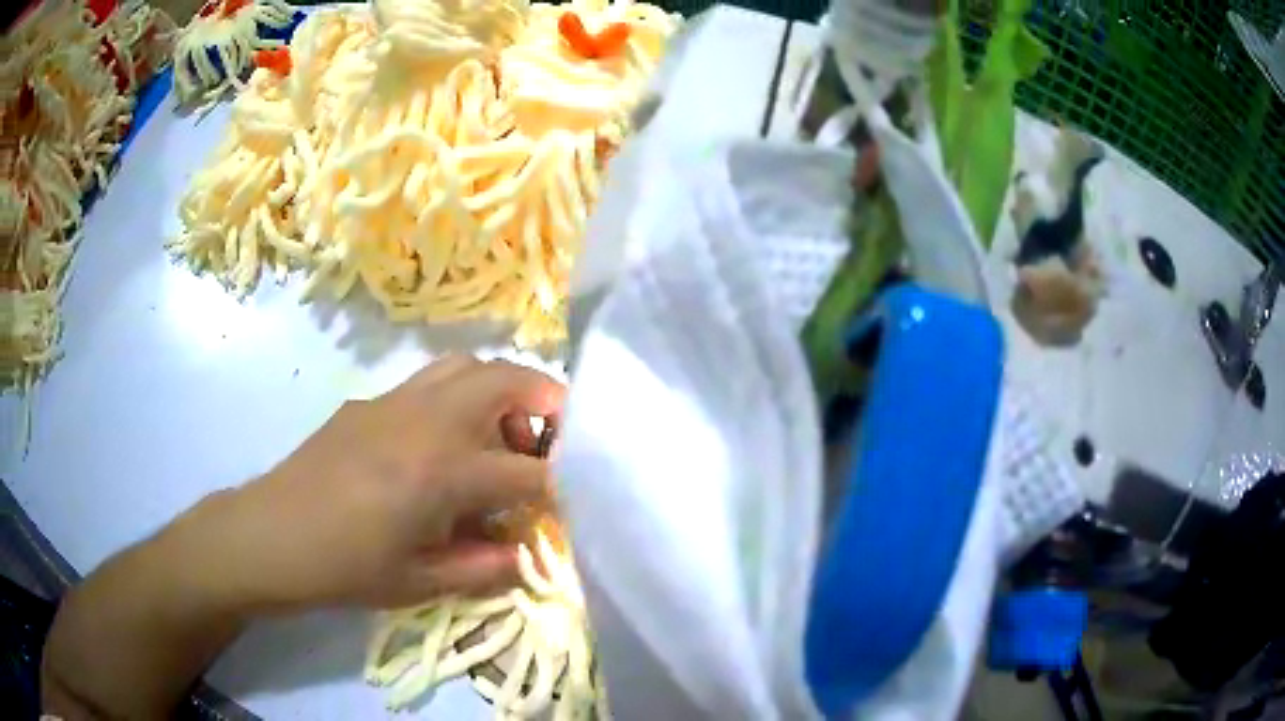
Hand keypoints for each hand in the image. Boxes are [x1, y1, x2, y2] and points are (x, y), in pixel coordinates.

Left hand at [176, 356, 564, 610]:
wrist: (270, 535)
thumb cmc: (345, 568)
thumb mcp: (420, 583)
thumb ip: (484, 567)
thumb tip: (526, 557)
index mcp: (444, 472)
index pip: (529, 470)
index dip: (561, 487)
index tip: (569, 502)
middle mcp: (428, 421)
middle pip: (508, 379)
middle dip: (545, 404)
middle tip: (545, 446)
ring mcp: (395, 402)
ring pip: (467, 365)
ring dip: (498, 391)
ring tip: (495, 437)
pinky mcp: (370, 401)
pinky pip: (429, 381)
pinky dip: (457, 398)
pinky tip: (439, 444)